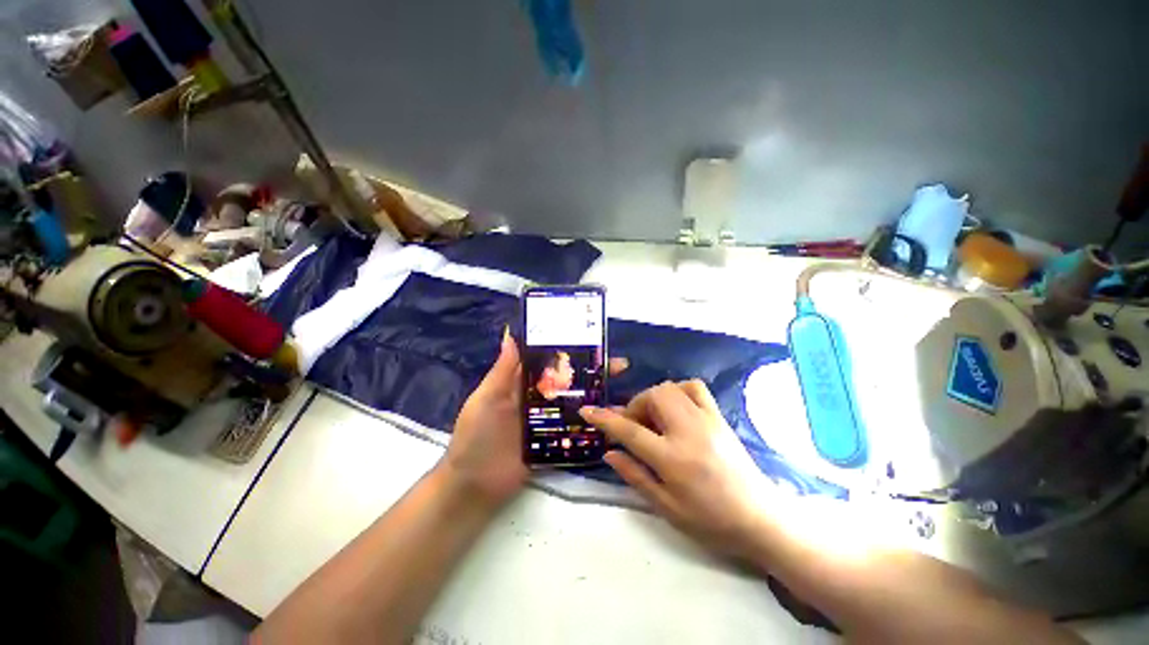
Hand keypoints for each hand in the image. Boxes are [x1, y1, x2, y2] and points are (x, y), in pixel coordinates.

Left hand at [444, 330, 630, 511]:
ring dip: (596, 396)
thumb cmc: (477, 437)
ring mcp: (547, 421)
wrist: (473, 487)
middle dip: (592, 371)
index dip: (568, 349)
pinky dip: (592, 424)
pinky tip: (613, 420)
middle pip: (567, 381)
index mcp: (521, 383)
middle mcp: (537, 399)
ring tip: (623, 390)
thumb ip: (502, 370)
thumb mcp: (486, 399)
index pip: (548, 360)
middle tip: (619, 365)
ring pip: (575, 403)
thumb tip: (510, 332)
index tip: (592, 339)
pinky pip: (575, 430)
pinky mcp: (553, 443)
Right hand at [581, 380, 771, 560]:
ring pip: (670, 388)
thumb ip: (635, 476)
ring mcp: (706, 420)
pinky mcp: (719, 416)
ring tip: (654, 418)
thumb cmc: (711, 521)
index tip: (587, 410)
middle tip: (635, 427)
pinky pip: (694, 387)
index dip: (605, 419)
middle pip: (652, 398)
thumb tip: (610, 453)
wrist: (760, 518)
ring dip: (653, 398)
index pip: (630, 431)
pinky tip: (676, 407)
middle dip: (635, 407)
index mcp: (672, 459)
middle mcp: (688, 431)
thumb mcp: (667, 508)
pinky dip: (678, 390)